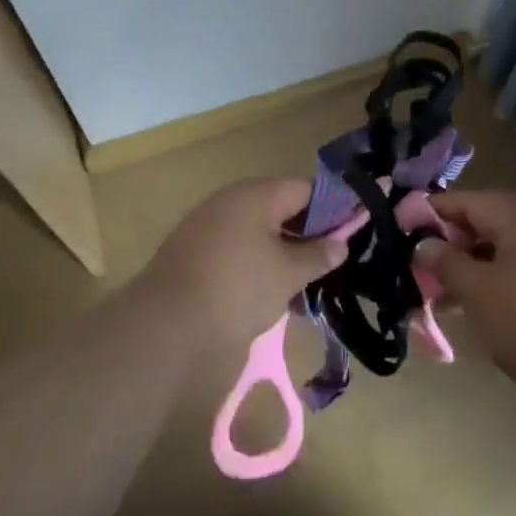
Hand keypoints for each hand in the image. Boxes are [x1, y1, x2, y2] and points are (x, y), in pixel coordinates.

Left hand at [140, 178, 347, 348]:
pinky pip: (234, 248)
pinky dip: (254, 263)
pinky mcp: (191, 252)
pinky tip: (265, 292)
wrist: (165, 325)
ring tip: (300, 283)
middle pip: (279, 208)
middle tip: (328, 261)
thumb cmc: (237, 289)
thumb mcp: (287, 274)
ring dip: (280, 252)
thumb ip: (317, 255)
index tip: (350, 233)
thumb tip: (341, 242)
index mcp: (256, 194)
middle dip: (305, 233)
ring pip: (256, 231)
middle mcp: (229, 201)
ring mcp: (206, 225)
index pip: (304, 190)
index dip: (331, 209)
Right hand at [415, 189, 515, 404]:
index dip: (434, 210)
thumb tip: (424, 243)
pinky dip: (498, 281)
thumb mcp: (478, 292)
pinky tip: (482, 309)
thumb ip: (446, 263)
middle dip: (453, 240)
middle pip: (489, 222)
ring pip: (506, 250)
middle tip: (424, 262)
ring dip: (474, 265)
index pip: (469, 200)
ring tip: (445, 292)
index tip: (404, 226)